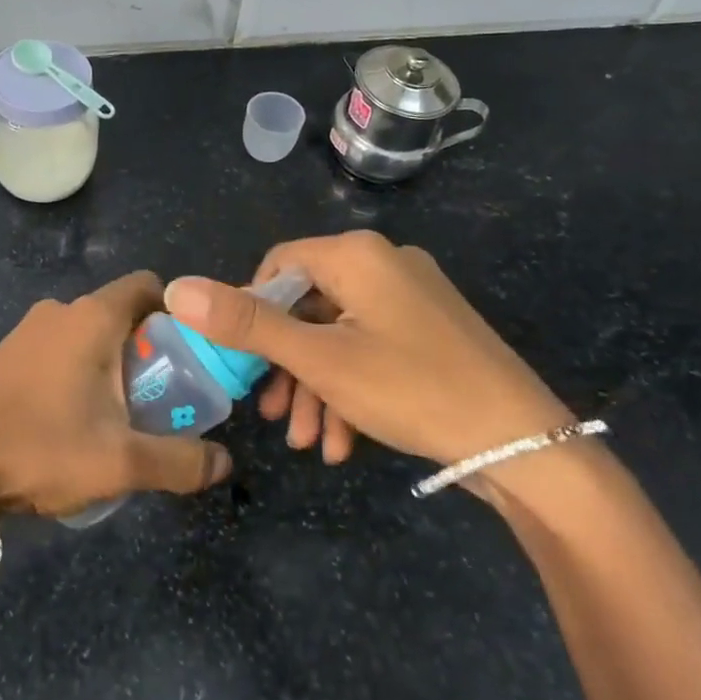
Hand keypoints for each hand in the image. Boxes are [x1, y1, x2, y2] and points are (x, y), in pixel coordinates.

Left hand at [0, 271, 232, 518]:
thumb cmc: (41, 446)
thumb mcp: (121, 463)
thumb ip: (180, 462)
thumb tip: (224, 463)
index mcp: (94, 316)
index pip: (149, 286)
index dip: (177, 314)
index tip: (188, 355)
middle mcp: (62, 310)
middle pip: (122, 314)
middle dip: (147, 351)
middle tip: (161, 399)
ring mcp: (28, 330)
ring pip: (89, 336)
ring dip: (111, 366)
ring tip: (119, 419)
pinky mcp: (6, 353)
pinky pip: (59, 351)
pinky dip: (78, 373)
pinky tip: (73, 423)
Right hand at [163, 231, 572, 470]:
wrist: (524, 445)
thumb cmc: (411, 388)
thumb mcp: (318, 359)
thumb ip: (245, 323)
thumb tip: (176, 288)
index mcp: (356, 254)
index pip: (278, 265)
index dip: (252, 313)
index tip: (245, 363)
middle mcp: (384, 263)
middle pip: (308, 306)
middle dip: (286, 366)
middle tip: (273, 417)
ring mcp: (411, 298)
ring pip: (339, 336)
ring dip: (316, 388)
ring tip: (308, 444)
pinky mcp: (430, 331)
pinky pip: (372, 349)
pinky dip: (351, 390)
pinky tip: (343, 443)